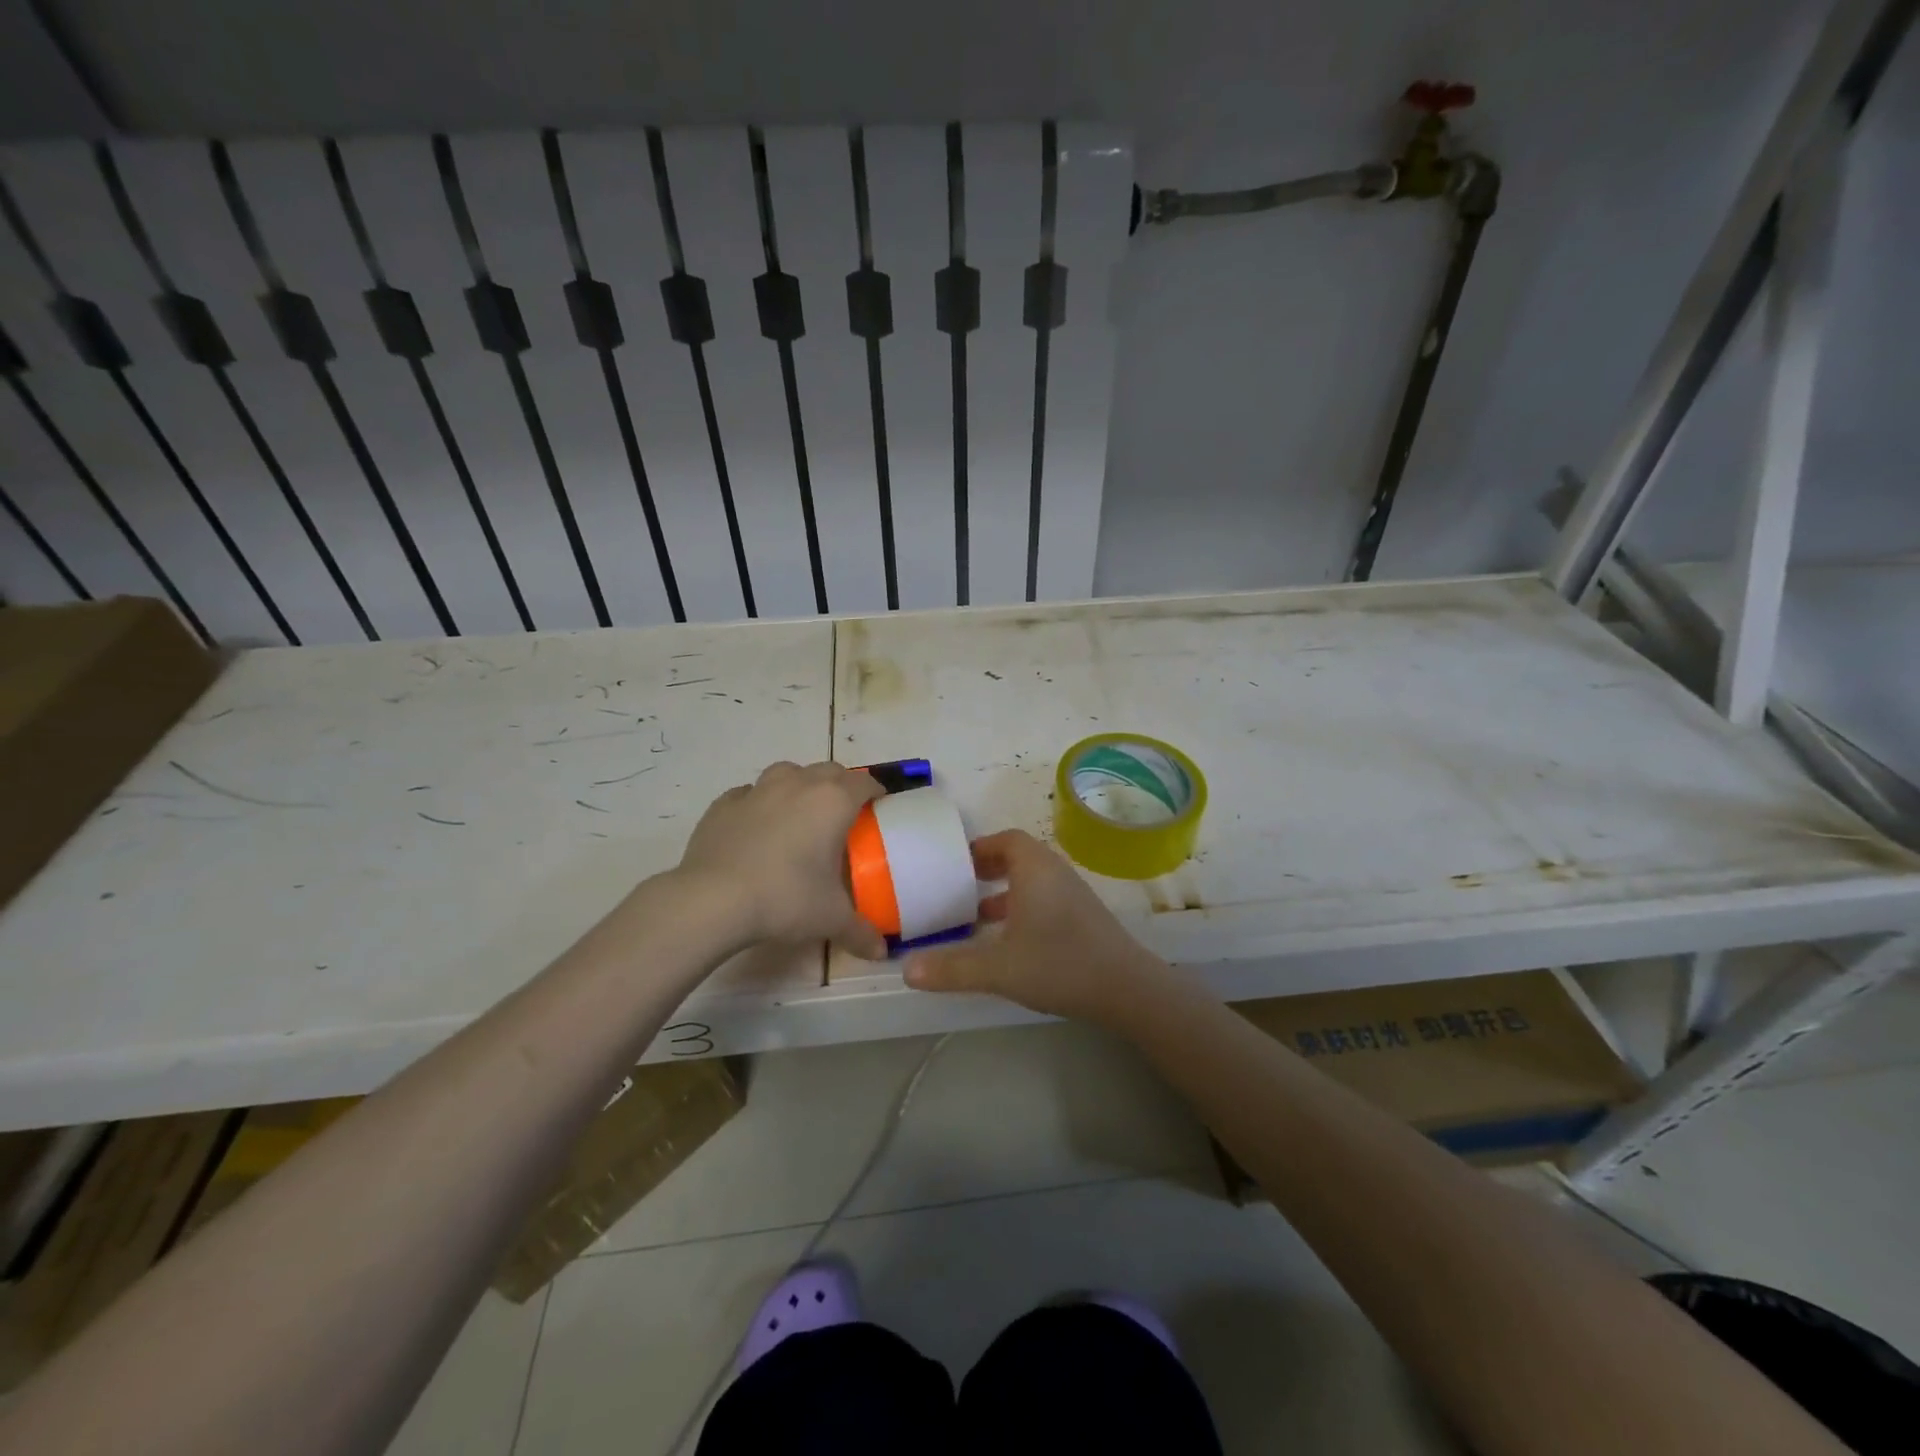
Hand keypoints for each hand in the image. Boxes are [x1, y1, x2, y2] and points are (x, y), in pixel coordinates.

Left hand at [676, 761, 888, 958]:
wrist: (713, 900)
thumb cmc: (785, 898)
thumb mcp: (831, 918)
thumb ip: (860, 931)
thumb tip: (880, 951)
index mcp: (833, 802)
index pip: (864, 783)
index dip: (875, 792)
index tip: (879, 808)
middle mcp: (798, 784)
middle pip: (829, 771)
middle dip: (841, 786)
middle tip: (843, 815)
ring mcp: (758, 790)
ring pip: (788, 772)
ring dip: (800, 785)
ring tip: (800, 814)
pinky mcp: (724, 804)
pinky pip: (749, 793)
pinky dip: (760, 804)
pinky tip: (757, 827)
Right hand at [903, 829, 1174, 1025]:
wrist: (1126, 989)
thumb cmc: (1059, 964)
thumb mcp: (998, 968)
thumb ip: (952, 967)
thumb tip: (905, 969)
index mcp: (1035, 869)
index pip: (1006, 839)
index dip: (980, 847)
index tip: (954, 864)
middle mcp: (1055, 873)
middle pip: (1019, 857)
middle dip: (988, 869)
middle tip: (958, 887)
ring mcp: (1073, 895)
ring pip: (1033, 880)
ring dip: (1005, 891)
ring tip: (976, 916)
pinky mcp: (1083, 917)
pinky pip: (1045, 898)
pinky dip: (1022, 908)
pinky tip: (1009, 941)